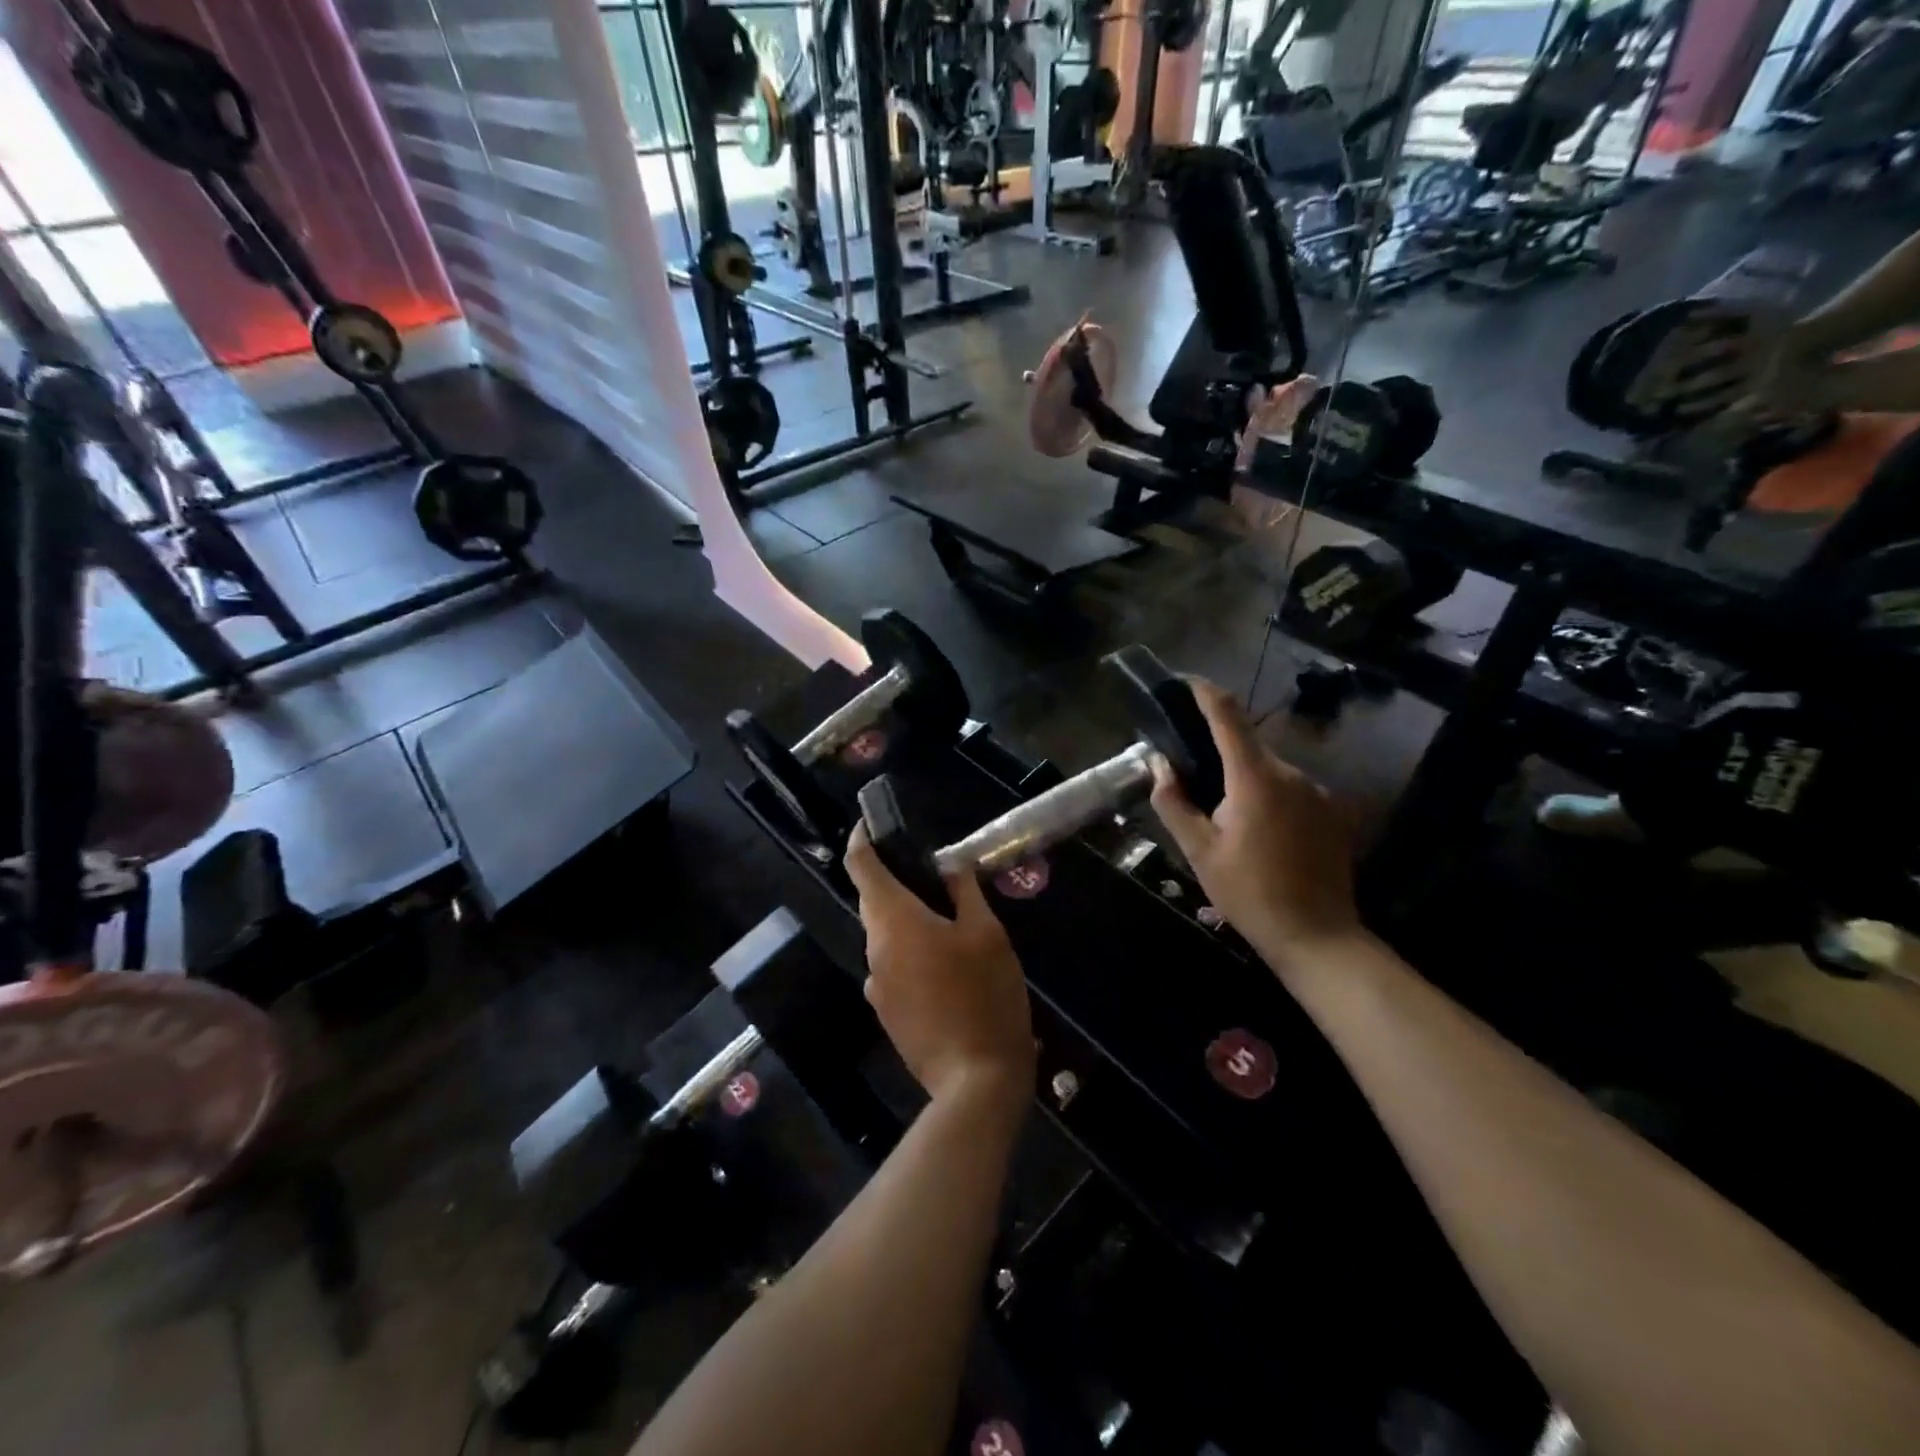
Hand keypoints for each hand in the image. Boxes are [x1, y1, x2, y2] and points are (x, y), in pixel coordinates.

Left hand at [843, 825, 1034, 1108]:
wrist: (975, 1082)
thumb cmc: (985, 997)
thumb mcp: (987, 935)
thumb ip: (965, 893)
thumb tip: (950, 867)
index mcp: (895, 922)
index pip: (861, 866)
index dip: (861, 839)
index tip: (870, 823)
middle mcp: (874, 950)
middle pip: (874, 902)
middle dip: (897, 883)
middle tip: (937, 877)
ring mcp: (875, 986)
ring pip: (886, 937)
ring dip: (908, 923)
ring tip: (952, 927)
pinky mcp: (885, 1014)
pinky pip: (892, 968)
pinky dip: (912, 955)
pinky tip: (949, 972)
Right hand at [1149, 679, 1359, 953]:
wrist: (1317, 935)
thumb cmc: (1248, 892)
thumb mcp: (1199, 850)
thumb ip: (1173, 801)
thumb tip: (1159, 762)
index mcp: (1255, 778)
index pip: (1228, 715)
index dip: (1204, 692)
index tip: (1184, 682)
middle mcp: (1292, 773)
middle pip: (1248, 745)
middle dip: (1219, 752)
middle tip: (1192, 777)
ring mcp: (1318, 792)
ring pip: (1270, 769)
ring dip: (1244, 779)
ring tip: (1225, 816)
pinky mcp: (1332, 811)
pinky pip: (1291, 789)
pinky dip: (1268, 796)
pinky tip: (1259, 832)